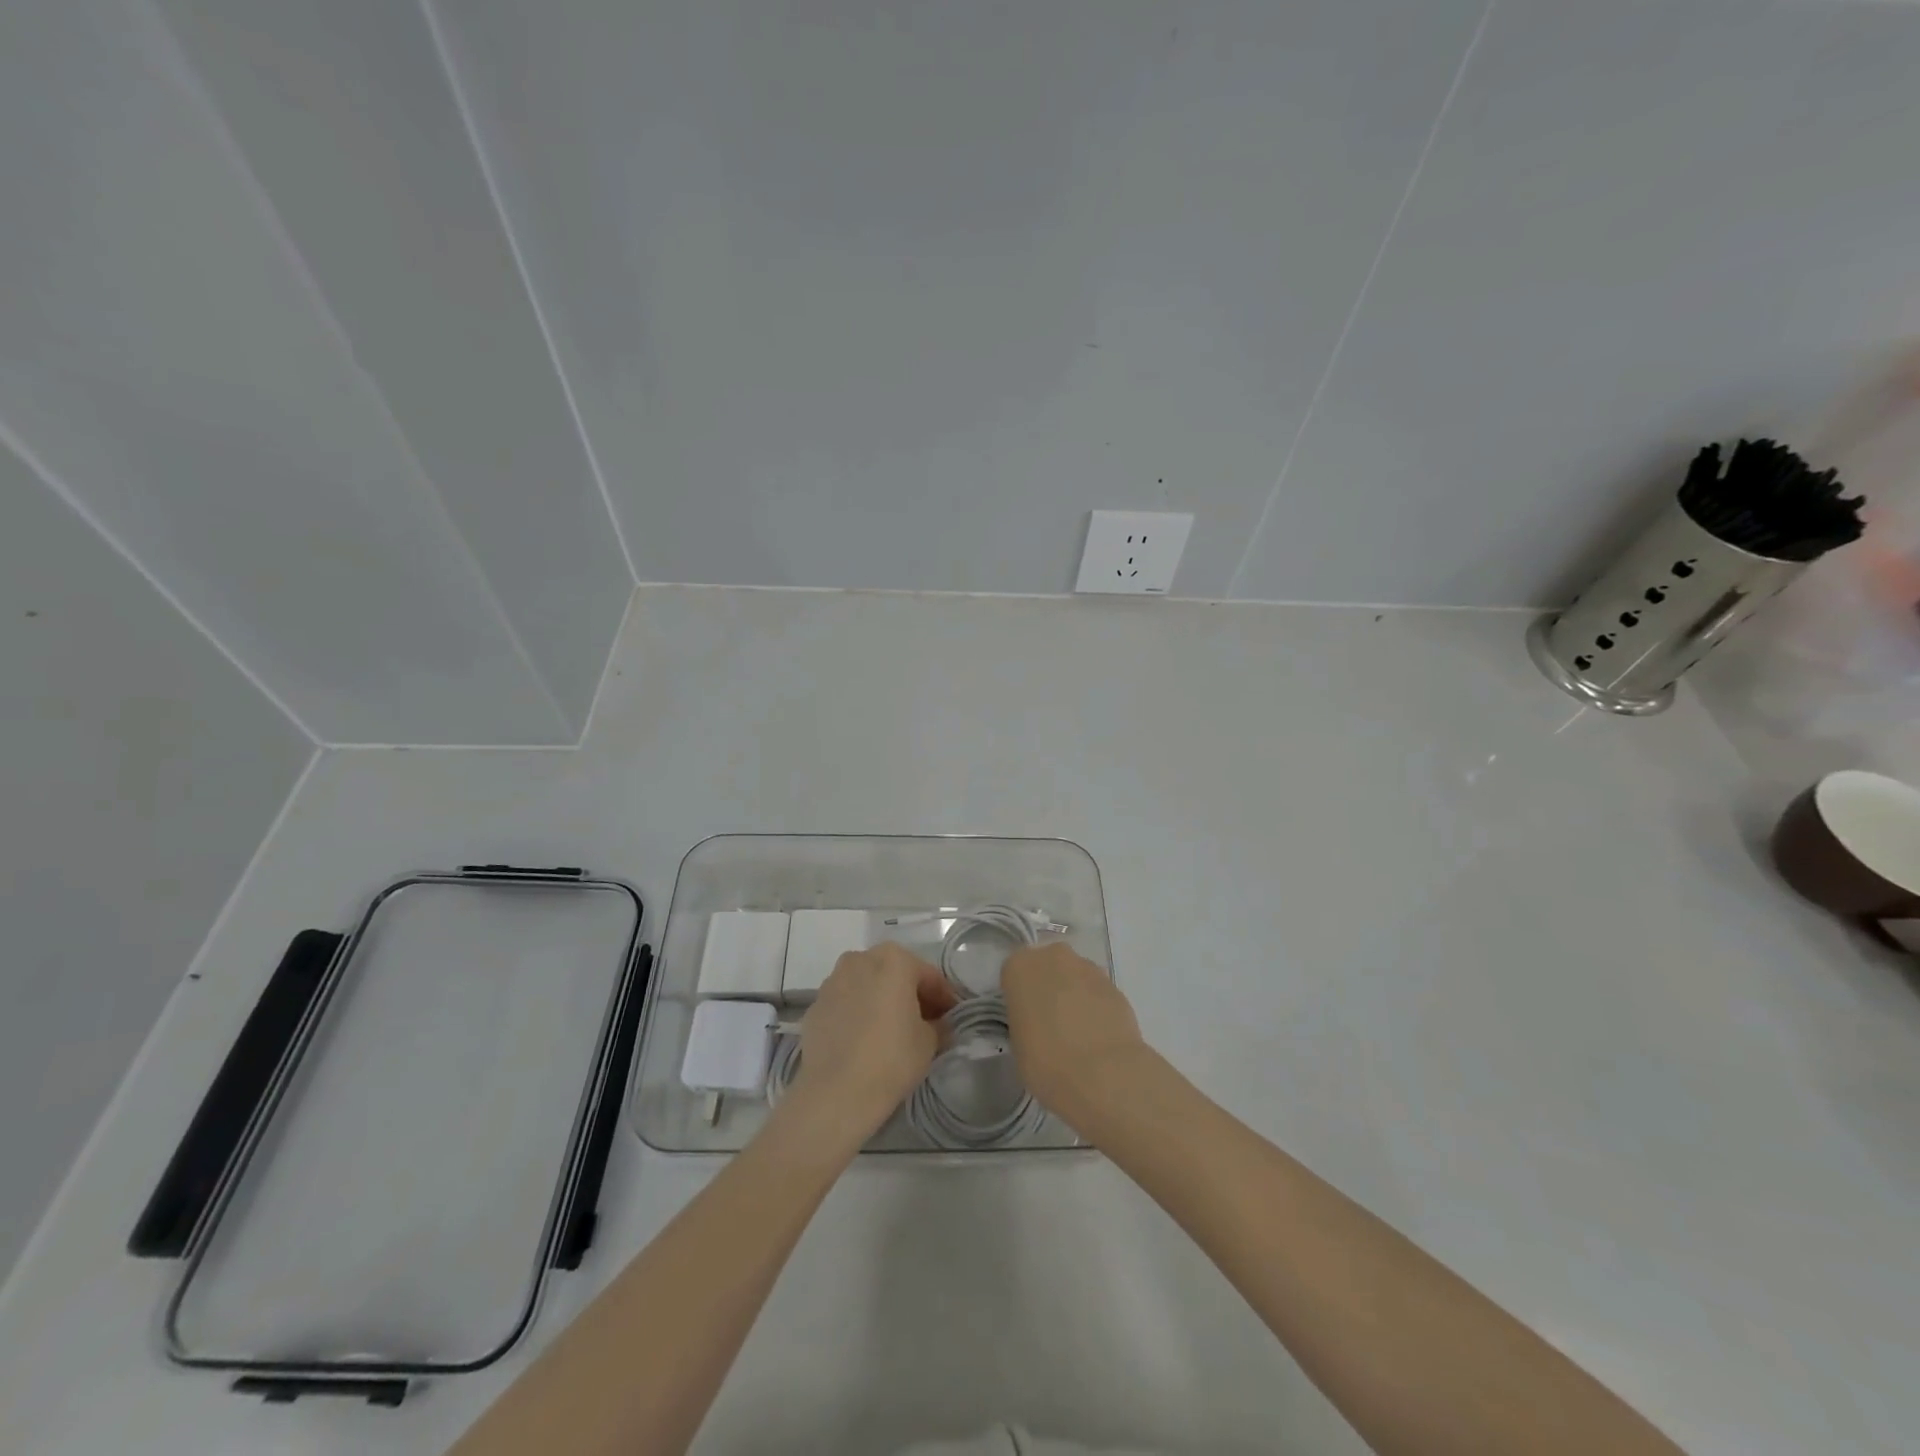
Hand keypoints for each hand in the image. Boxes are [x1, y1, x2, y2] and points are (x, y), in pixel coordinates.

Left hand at [788, 942, 958, 1136]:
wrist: (835, 1093)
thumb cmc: (891, 1059)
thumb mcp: (929, 1042)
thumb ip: (938, 1025)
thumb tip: (937, 1024)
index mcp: (894, 960)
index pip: (928, 975)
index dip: (943, 997)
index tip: (951, 1017)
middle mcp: (860, 959)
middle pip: (894, 973)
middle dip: (910, 993)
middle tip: (924, 1021)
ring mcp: (833, 981)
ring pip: (867, 985)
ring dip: (881, 999)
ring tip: (892, 1030)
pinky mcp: (815, 1005)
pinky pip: (846, 1003)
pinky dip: (858, 1013)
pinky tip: (864, 1039)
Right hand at [1002, 942, 1148, 1130]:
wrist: (1103, 1074)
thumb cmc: (1045, 1060)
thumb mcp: (1017, 1044)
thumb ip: (1024, 1020)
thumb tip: (1037, 1023)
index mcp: (1020, 966)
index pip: (1014, 973)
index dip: (1020, 996)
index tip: (1025, 1018)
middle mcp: (1053, 957)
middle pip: (1048, 966)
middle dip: (1049, 987)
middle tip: (1050, 1022)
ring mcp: (1088, 968)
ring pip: (1076, 977)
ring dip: (1075, 995)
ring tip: (1078, 1034)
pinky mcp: (1116, 985)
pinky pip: (1098, 993)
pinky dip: (1097, 1008)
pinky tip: (1098, 1037)